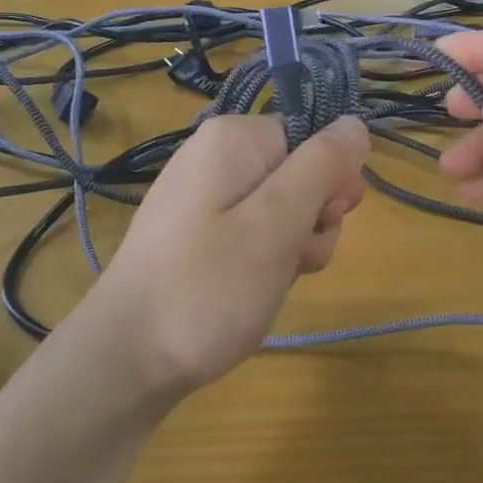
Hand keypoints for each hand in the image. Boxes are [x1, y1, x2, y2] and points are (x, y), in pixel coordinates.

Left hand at [90, 114, 368, 392]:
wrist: (127, 359)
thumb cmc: (207, 287)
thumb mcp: (277, 224)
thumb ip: (322, 166)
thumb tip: (355, 123)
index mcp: (234, 139)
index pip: (313, 138)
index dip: (329, 180)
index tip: (321, 221)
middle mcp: (217, 156)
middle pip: (301, 173)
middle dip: (313, 218)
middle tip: (293, 257)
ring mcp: (206, 197)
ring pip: (283, 209)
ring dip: (294, 246)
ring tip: (269, 282)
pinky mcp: (200, 233)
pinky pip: (254, 232)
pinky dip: (266, 260)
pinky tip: (255, 290)